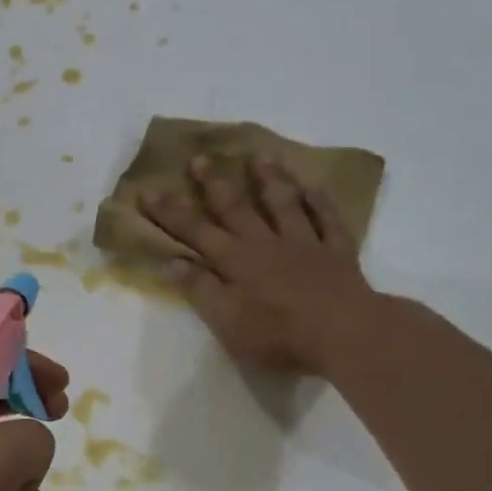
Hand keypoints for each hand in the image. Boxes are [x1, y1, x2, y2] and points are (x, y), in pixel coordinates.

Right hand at [139, 155, 374, 375]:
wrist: (344, 334)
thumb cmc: (278, 335)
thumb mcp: (227, 322)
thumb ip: (202, 290)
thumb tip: (175, 262)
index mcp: (236, 262)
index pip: (195, 232)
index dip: (170, 212)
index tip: (148, 191)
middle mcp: (266, 245)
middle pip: (236, 208)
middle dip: (214, 184)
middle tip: (200, 158)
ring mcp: (304, 244)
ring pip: (283, 204)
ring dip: (269, 180)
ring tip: (258, 155)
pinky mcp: (337, 252)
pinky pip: (327, 219)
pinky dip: (319, 200)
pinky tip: (312, 185)